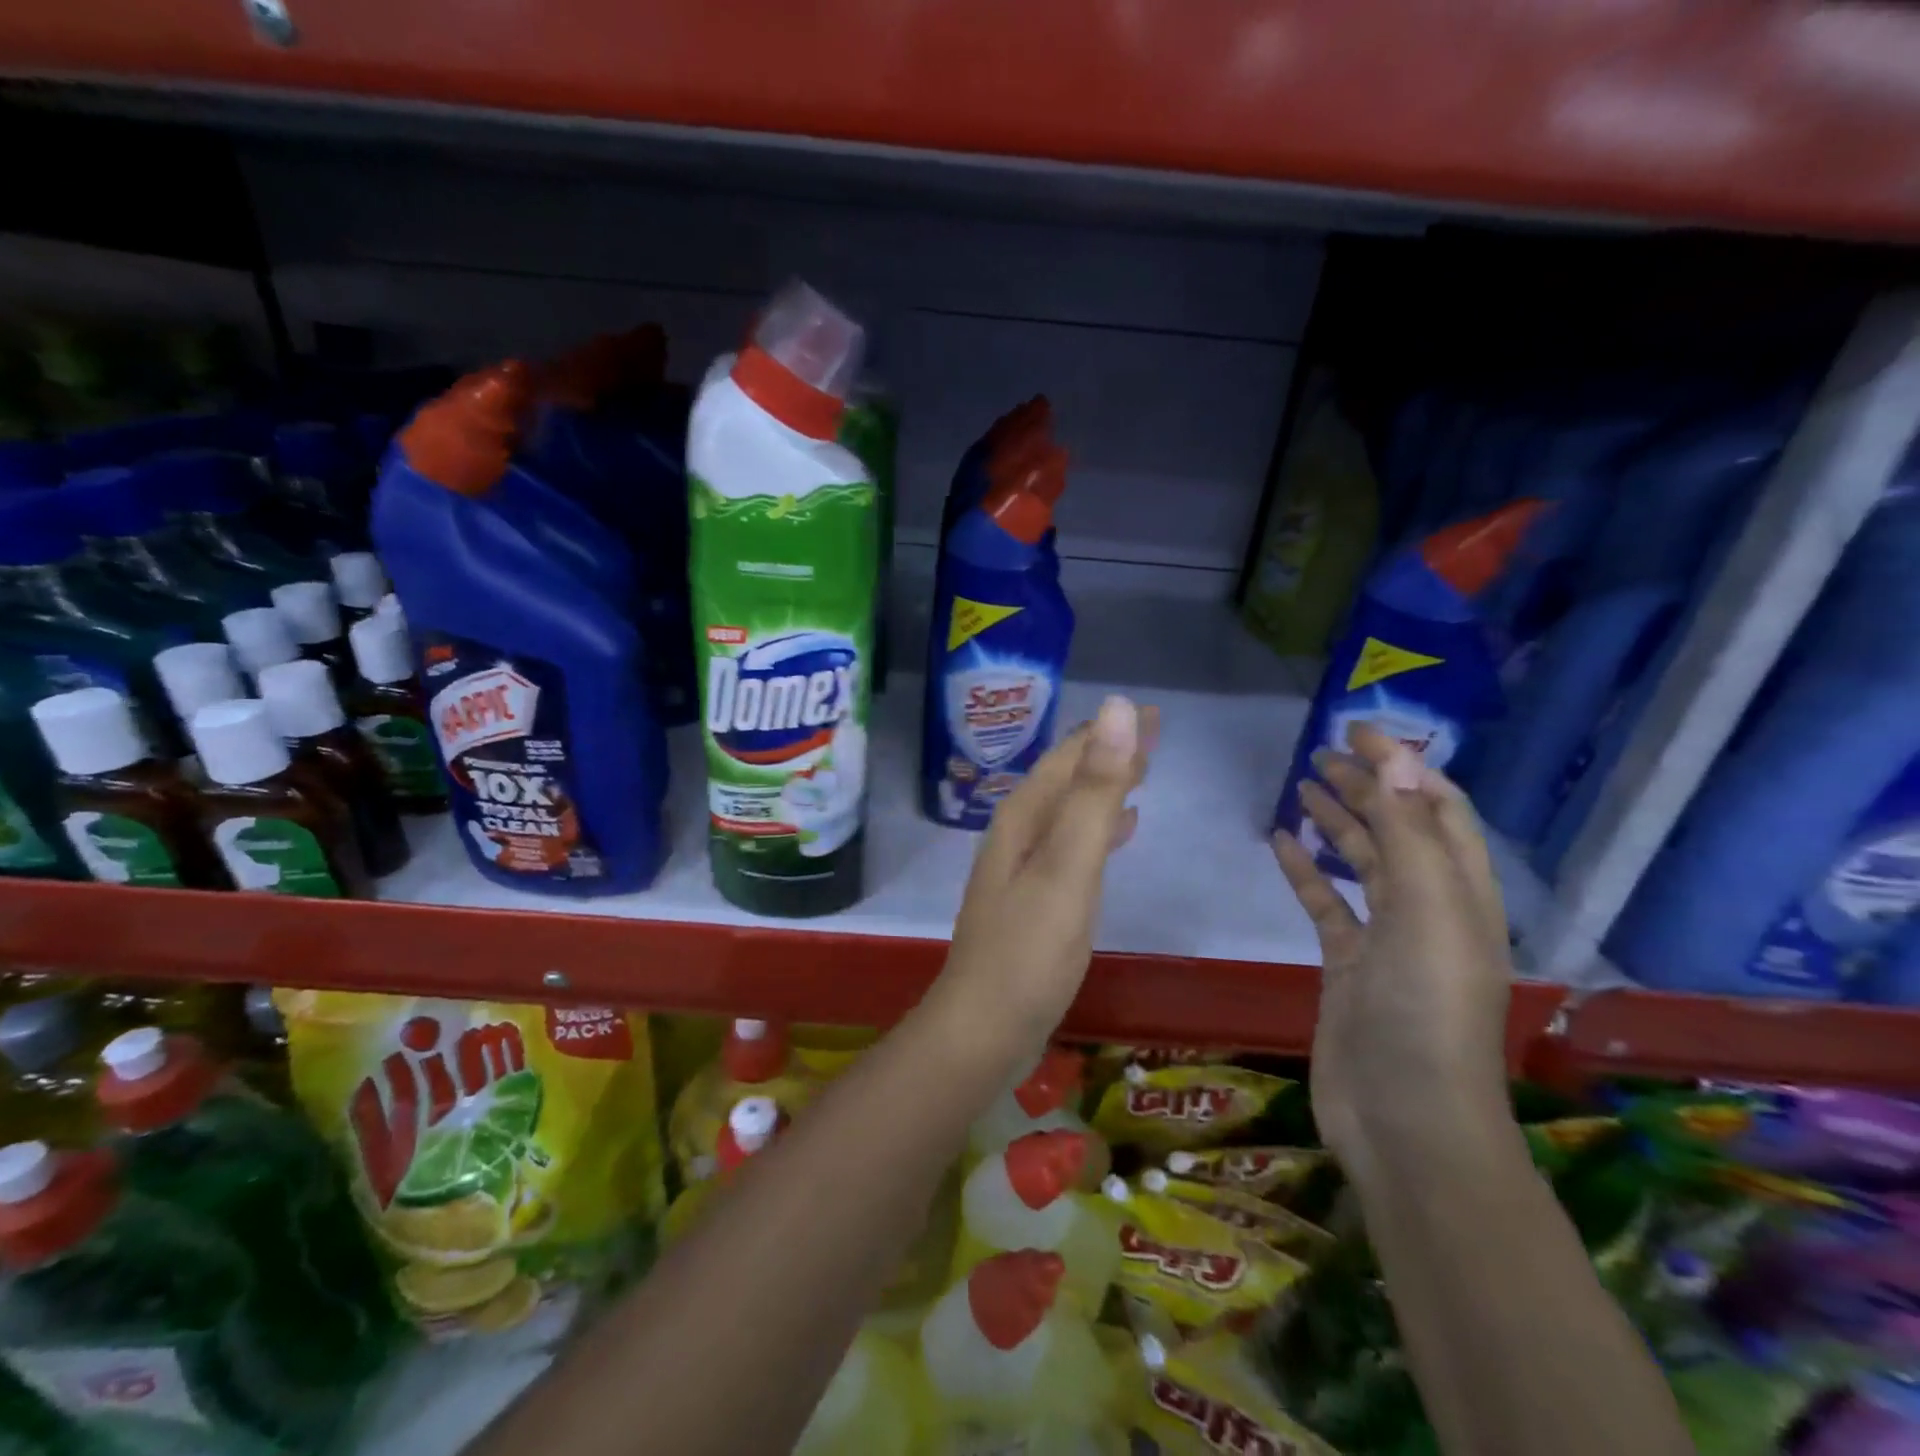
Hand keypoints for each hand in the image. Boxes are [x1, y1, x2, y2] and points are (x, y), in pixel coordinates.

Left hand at [937, 696, 1157, 1055]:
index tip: (1152, 712)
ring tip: (1142, 774)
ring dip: (1105, 789)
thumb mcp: (1068, 865)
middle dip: (1110, 754)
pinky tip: (1120, 833)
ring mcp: (1024, 868)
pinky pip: (1072, 845)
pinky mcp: (1035, 899)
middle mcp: (1019, 834)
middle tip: (1157, 734)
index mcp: (1024, 818)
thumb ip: (1094, 791)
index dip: (1110, 733)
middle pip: (1069, 779)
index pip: (1070, 757)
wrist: (985, 1028)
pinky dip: (1099, 830)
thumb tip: (1118, 709)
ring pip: (1072, 811)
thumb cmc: (1029, 949)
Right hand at [1272, 723, 1514, 1180]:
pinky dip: (1307, 870)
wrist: (1402, 1116)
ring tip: (1302, 784)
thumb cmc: (1423, 1008)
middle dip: (1366, 786)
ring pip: (1362, 863)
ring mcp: (1387, 938)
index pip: (1438, 809)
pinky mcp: (1347, 964)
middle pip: (1398, 830)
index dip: (1404, 765)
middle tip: (1321, 752)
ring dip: (1337, 821)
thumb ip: (1409, 832)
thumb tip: (1398, 757)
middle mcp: (1430, 907)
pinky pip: (1327, 903)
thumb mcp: (1427, 910)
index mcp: (1463, 891)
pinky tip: (1282, 843)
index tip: (1358, 730)